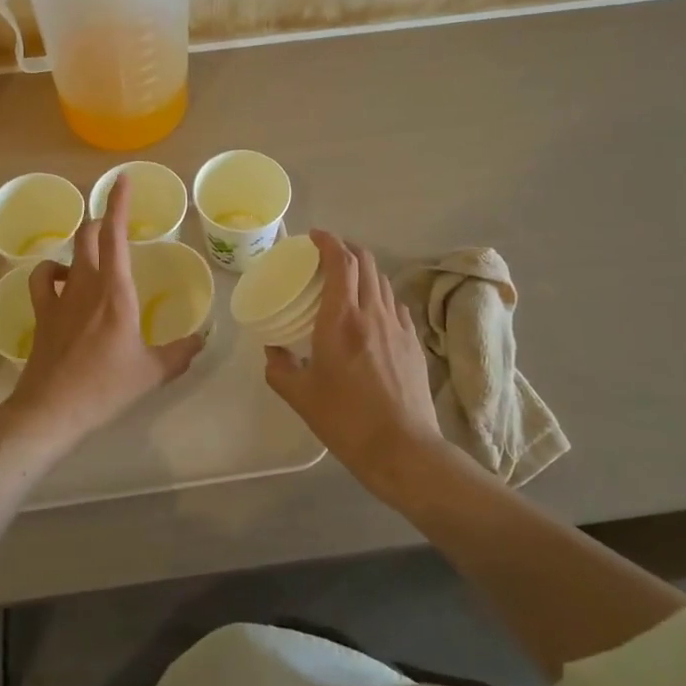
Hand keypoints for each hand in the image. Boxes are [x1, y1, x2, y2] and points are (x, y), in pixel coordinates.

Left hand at [3, 174, 205, 451]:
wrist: (51, 409)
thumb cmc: (105, 387)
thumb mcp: (152, 373)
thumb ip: (180, 353)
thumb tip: (201, 339)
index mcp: (116, 291)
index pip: (115, 235)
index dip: (118, 203)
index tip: (122, 179)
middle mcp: (86, 284)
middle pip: (88, 235)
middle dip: (102, 221)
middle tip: (116, 225)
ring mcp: (60, 297)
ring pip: (67, 253)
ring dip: (81, 246)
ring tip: (94, 253)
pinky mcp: (42, 313)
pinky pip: (42, 278)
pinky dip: (52, 271)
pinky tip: (62, 280)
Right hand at [265, 231, 445, 498]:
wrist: (404, 450)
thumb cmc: (347, 420)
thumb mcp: (301, 396)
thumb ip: (280, 368)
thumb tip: (272, 351)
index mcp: (342, 318)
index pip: (340, 262)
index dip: (328, 241)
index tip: (314, 236)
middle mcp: (373, 313)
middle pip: (366, 262)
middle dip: (346, 249)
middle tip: (326, 257)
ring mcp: (398, 327)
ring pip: (382, 281)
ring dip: (364, 271)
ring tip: (346, 282)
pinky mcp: (414, 343)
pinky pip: (395, 305)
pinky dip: (380, 296)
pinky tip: (371, 314)